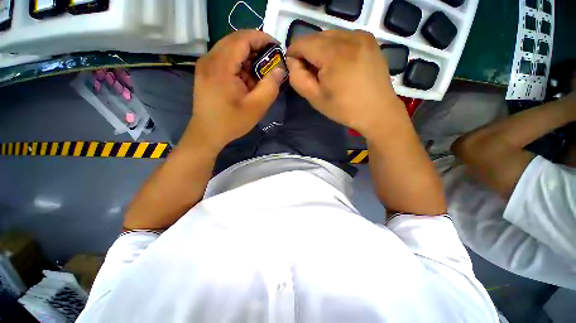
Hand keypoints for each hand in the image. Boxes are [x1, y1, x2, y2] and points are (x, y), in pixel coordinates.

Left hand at [187, 30, 285, 151]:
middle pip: (235, 41)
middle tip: (271, 61)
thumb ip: (270, 87)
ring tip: (261, 72)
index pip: (242, 39)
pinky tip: (247, 78)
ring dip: (248, 57)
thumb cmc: (231, 122)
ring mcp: (205, 65)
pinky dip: (239, 64)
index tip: (277, 48)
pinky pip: (225, 59)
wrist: (207, 133)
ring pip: (230, 49)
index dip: (261, 38)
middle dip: (256, 47)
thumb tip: (280, 69)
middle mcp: (209, 59)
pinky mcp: (206, 72)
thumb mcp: (256, 108)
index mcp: (221, 66)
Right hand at [286, 30, 404, 136]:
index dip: (294, 54)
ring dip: (321, 50)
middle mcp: (349, 37)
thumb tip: (293, 61)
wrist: (378, 111)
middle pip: (315, 37)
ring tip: (327, 71)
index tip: (295, 69)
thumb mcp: (315, 98)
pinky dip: (335, 48)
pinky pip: (343, 37)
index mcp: (334, 54)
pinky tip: (340, 65)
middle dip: (308, 53)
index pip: (302, 42)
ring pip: (329, 36)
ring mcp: (361, 36)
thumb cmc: (345, 109)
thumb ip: (298, 78)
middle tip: (312, 74)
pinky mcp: (369, 39)